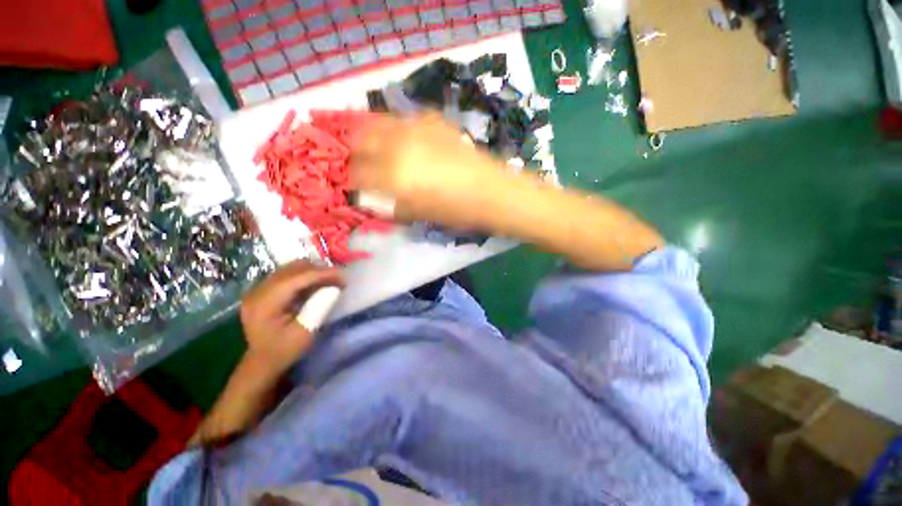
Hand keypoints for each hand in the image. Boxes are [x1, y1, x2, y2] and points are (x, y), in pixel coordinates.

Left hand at [239, 260, 342, 371]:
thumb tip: (334, 287)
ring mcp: (259, 288)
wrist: (263, 361)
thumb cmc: (285, 350)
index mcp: (264, 303)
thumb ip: (319, 307)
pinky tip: (317, 284)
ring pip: (291, 268)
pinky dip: (306, 275)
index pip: (296, 278)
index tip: (344, 276)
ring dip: (314, 271)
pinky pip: (288, 273)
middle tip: (339, 280)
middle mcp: (258, 290)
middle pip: (293, 269)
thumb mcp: (305, 333)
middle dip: (320, 270)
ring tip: (330, 281)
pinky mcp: (264, 289)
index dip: (322, 274)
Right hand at [350, 113, 506, 229]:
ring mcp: (414, 127)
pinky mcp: (431, 119)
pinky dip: (395, 130)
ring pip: (377, 123)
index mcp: (392, 174)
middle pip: (359, 139)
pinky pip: (402, 120)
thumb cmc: (454, 210)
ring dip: (370, 137)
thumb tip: (371, 200)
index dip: (351, 181)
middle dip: (355, 153)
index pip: (356, 174)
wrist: (489, 190)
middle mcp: (397, 144)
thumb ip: (389, 206)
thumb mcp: (417, 214)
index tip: (354, 187)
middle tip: (362, 165)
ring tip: (378, 151)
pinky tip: (405, 142)